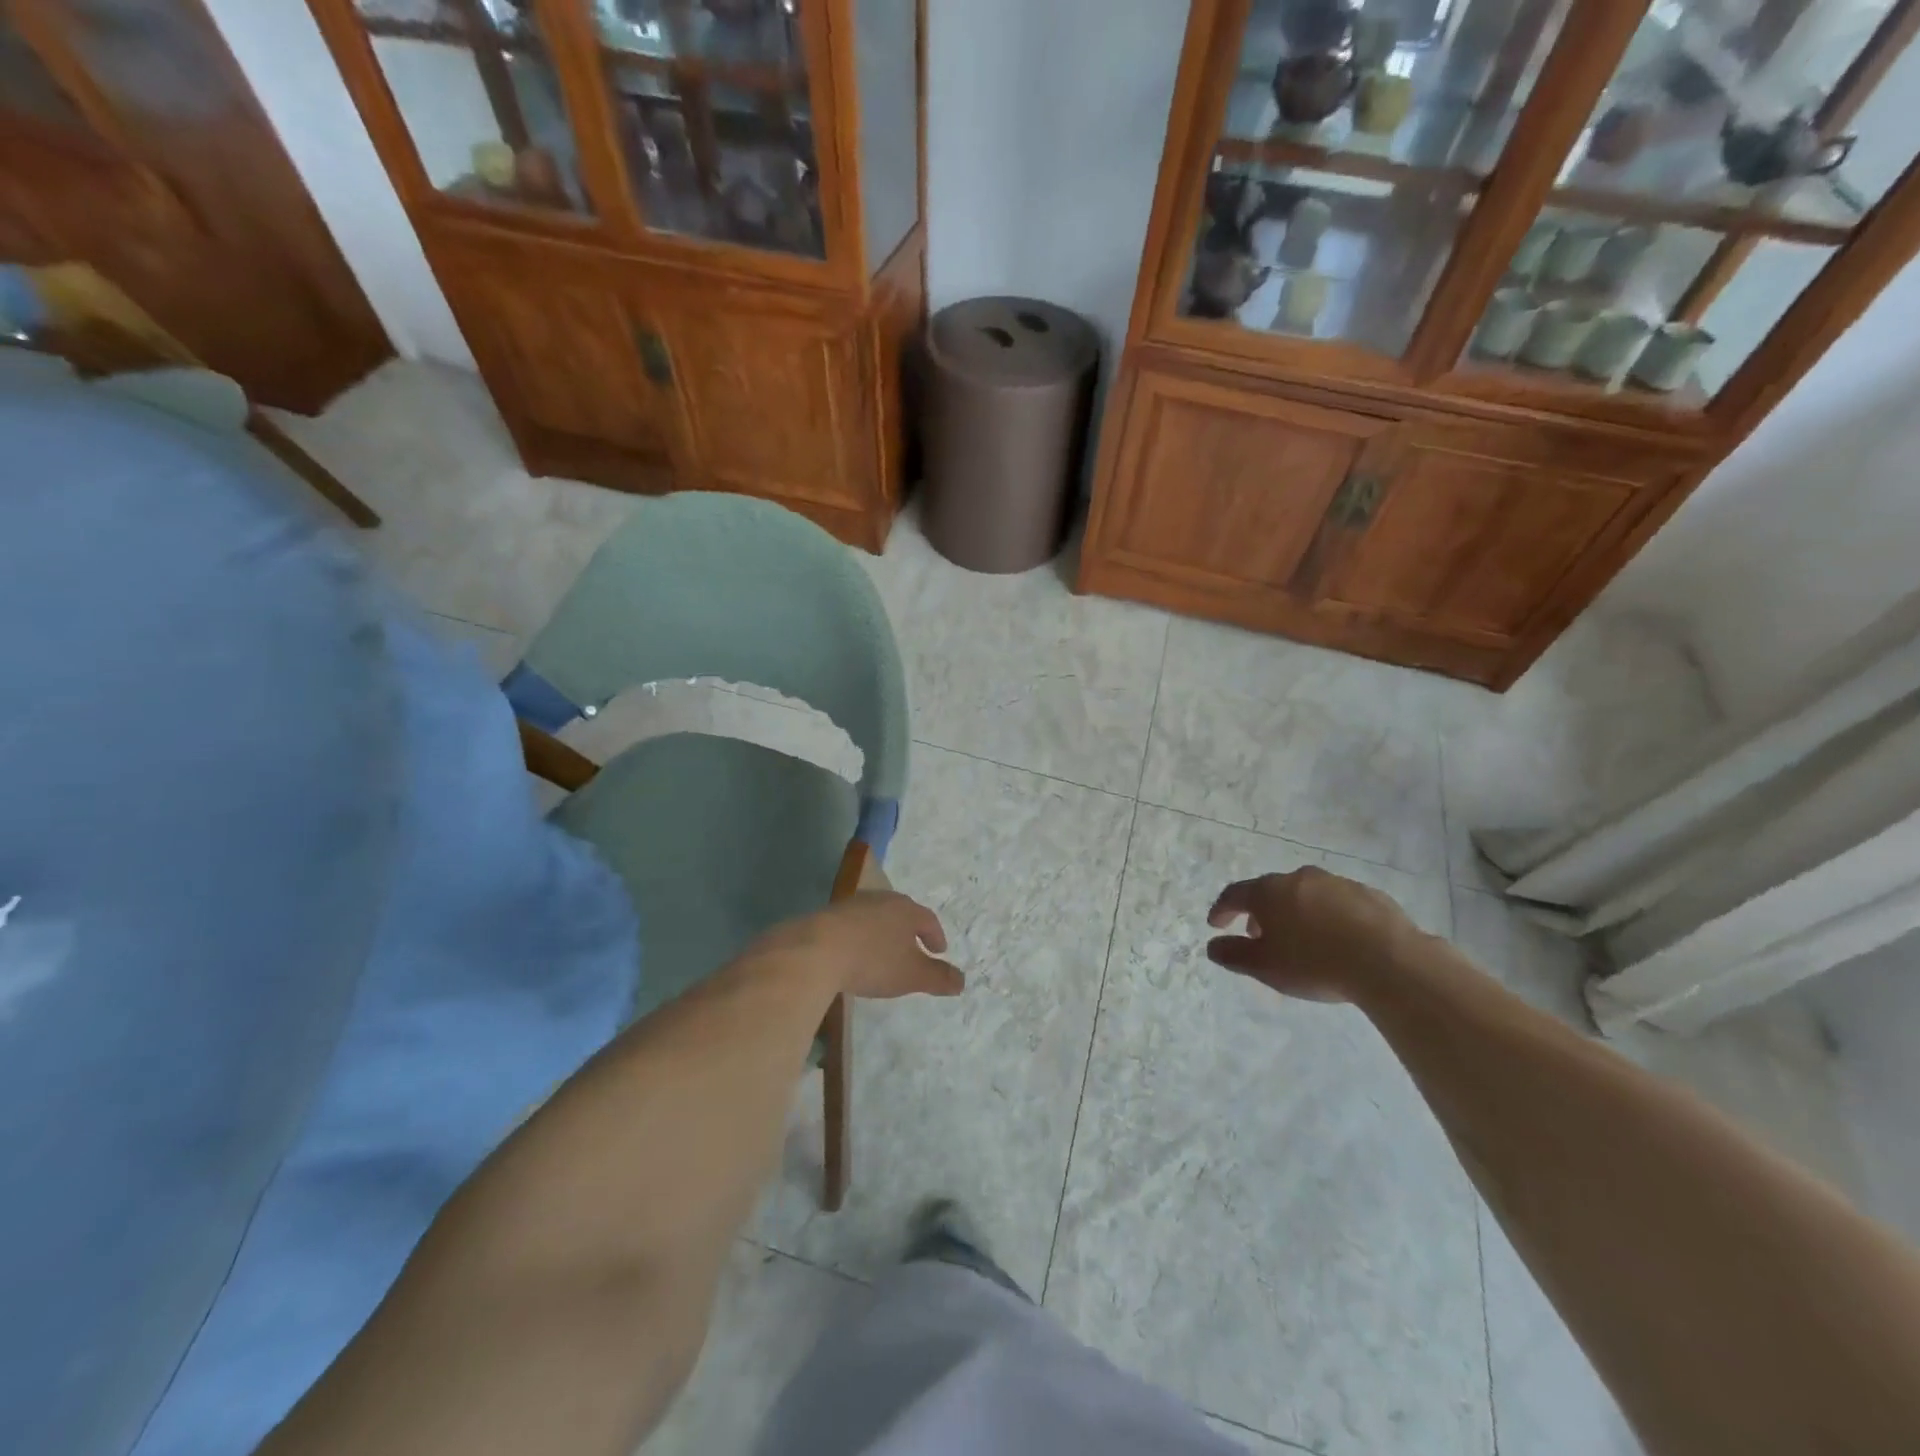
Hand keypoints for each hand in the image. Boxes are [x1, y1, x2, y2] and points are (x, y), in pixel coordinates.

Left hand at [759, 891, 963, 1000]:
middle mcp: (882, 900)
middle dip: (910, 930)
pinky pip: (853, 924)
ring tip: (883, 951)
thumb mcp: (912, 975)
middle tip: (914, 947)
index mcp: (906, 910)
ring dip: (883, 932)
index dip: (935, 936)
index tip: (939, 950)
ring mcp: (853, 904)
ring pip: (876, 916)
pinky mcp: (828, 915)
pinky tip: (855, 952)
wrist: (816, 950)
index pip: (928, 919)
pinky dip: (861, 936)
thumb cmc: (873, 960)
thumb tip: (962, 981)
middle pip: (902, 912)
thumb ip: (938, 977)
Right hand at [1205, 867, 1421, 1002]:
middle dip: (1260, 912)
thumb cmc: (1315, 963)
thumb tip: (1213, 946)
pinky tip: (1337, 938)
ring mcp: (1336, 883)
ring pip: (1305, 894)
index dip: (1222, 909)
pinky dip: (1328, 916)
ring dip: (1295, 912)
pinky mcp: (1368, 894)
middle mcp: (1299, 879)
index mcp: (1269, 892)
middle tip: (1258, 935)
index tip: (1215, 924)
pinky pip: (1337, 903)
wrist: (1388, 961)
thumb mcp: (1265, 967)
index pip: (1234, 894)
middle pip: (1270, 891)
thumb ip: (1234, 955)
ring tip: (1299, 938)